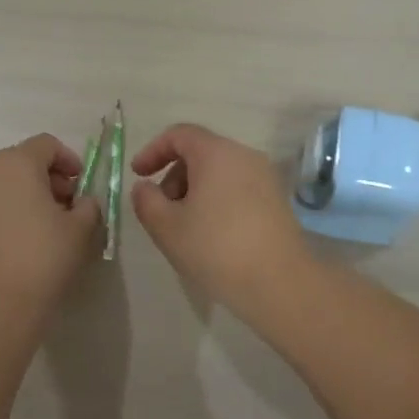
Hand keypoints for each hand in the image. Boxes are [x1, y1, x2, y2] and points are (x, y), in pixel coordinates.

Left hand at [0, 134, 101, 310]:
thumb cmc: (42, 257)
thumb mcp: (80, 229)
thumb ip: (88, 206)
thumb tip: (82, 202)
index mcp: (16, 162)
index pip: (46, 144)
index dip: (69, 160)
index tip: (81, 185)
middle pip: (21, 160)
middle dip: (47, 177)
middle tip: (66, 205)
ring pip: (1, 182)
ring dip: (24, 194)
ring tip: (43, 225)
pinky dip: (4, 211)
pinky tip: (18, 240)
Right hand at [130, 123, 310, 309]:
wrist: (280, 283)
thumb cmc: (216, 248)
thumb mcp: (167, 227)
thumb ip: (146, 201)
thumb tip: (145, 188)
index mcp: (216, 152)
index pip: (179, 134)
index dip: (153, 151)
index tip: (138, 175)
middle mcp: (244, 155)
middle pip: (200, 152)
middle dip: (174, 175)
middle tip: (162, 209)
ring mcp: (265, 177)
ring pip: (220, 171)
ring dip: (195, 190)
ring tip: (185, 227)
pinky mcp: (277, 200)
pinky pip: (238, 187)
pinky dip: (217, 199)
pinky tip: (212, 235)